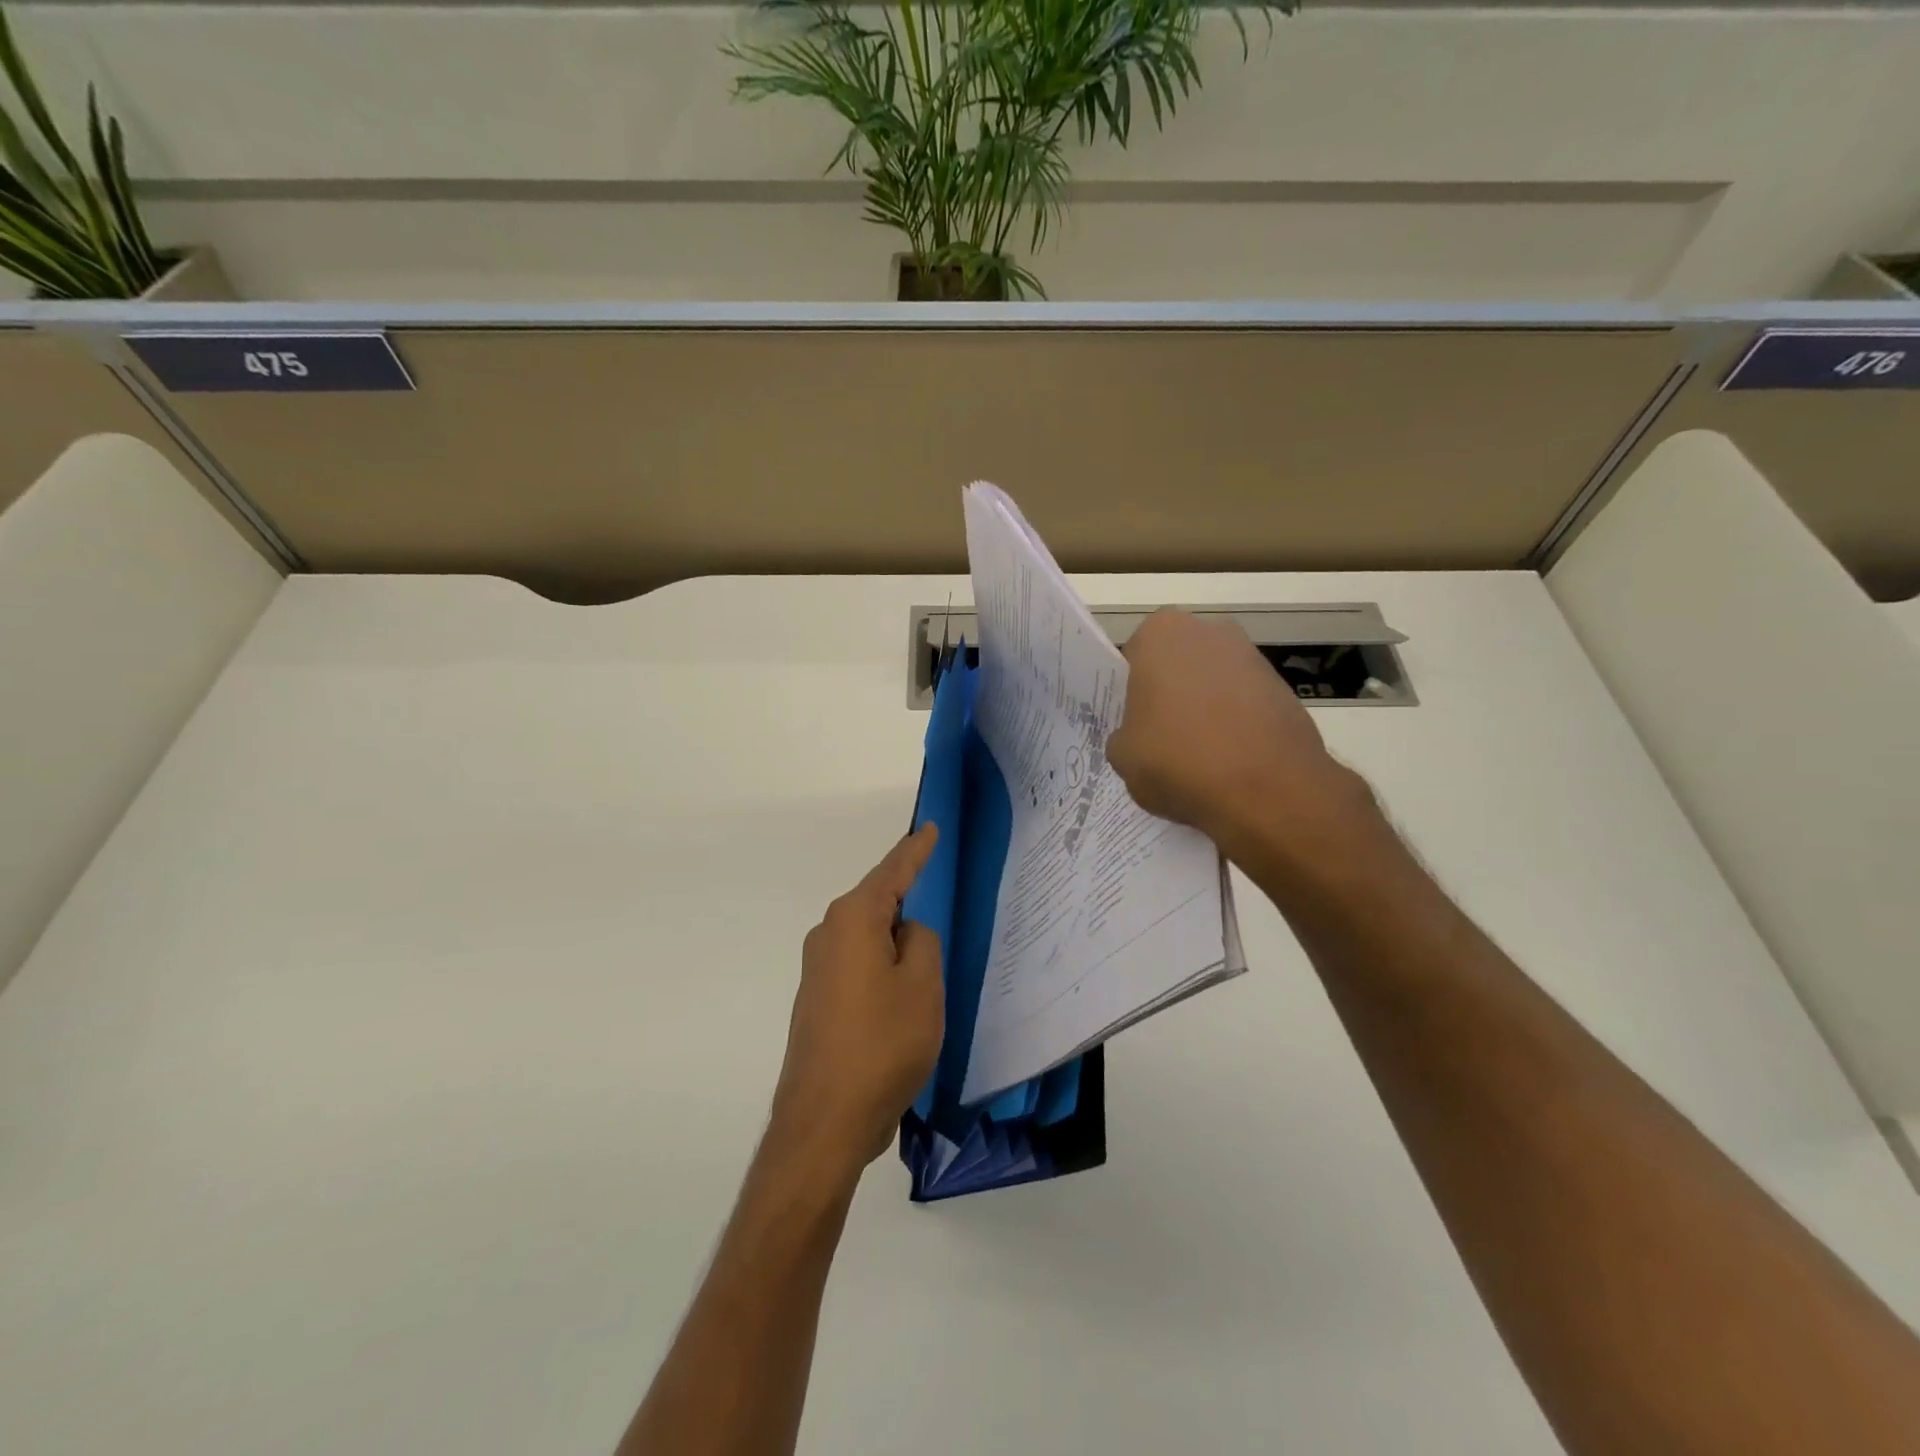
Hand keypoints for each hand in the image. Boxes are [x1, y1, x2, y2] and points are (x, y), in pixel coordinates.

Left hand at [769, 826, 943, 1188]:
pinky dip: (885, 971)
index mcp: (853, 920)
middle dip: (909, 903)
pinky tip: (904, 997)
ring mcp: (818, 970)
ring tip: (930, 963)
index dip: (915, 850)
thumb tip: (906, 932)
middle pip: (878, 904)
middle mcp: (828, 935)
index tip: (930, 826)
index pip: (892, 872)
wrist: (825, 1121)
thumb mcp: (922, 985)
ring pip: (870, 940)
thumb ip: (922, 942)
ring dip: (898, 946)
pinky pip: (861, 968)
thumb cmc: (882, 1043)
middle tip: (941, 899)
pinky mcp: (818, 1002)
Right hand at [1108, 609, 1369, 857]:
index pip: (1134, 658)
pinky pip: (1245, 706)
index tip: (1134, 724)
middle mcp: (1209, 632)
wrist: (1267, 790)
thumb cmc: (1178, 760)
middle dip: (1171, 695)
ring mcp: (1253, 658)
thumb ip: (1123, 736)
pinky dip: (1237, 727)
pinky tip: (1230, 763)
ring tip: (1198, 758)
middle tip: (1161, 739)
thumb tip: (1139, 739)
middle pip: (1177, 665)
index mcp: (1160, 634)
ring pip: (1213, 684)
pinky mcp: (1285, 689)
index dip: (1132, 693)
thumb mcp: (1122, 757)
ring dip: (1205, 711)